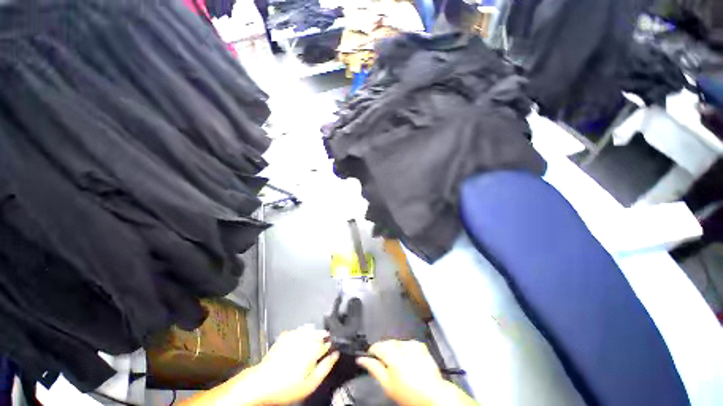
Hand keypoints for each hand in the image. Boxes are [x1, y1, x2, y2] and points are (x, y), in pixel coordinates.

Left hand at [245, 325, 339, 404]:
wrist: (261, 383)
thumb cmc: (287, 386)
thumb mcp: (310, 384)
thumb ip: (325, 367)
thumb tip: (336, 354)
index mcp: (313, 347)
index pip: (328, 342)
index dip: (330, 346)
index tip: (330, 351)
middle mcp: (305, 337)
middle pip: (320, 333)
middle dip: (322, 339)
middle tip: (319, 351)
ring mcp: (294, 334)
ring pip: (310, 329)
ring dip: (313, 335)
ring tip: (310, 348)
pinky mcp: (286, 334)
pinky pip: (299, 330)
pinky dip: (302, 334)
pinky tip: (299, 344)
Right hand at [357, 340, 474, 405]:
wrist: (433, 394)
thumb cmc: (410, 393)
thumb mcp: (387, 384)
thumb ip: (373, 368)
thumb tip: (361, 359)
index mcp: (392, 353)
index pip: (376, 346)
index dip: (372, 352)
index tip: (371, 358)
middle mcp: (402, 345)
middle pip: (386, 343)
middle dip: (384, 352)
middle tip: (386, 367)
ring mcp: (412, 343)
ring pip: (396, 343)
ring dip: (394, 351)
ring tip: (398, 366)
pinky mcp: (419, 345)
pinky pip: (406, 344)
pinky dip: (404, 350)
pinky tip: (408, 362)